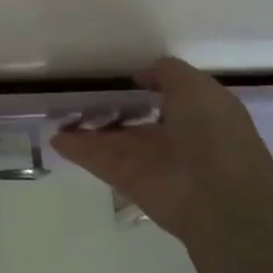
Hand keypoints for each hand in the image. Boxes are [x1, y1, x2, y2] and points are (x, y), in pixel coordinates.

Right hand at [51, 59, 272, 240]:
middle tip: (79, 96)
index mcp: (199, 115)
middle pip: (136, 123)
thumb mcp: (196, 88)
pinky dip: (76, 149)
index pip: (169, 99)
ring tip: (57, 114)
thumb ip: (168, 73)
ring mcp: (150, 162)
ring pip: (113, 141)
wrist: (219, 198)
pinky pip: (98, 160)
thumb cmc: (214, 134)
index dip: (148, 87)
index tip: (123, 78)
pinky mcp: (128, 181)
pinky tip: (53, 137)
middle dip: (112, 110)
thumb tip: (144, 74)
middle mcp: (175, 139)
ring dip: (87, 129)